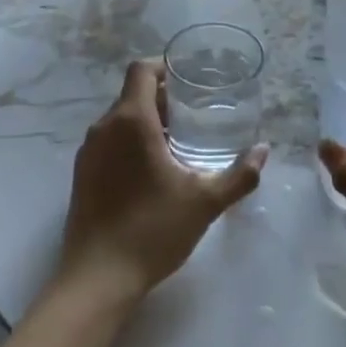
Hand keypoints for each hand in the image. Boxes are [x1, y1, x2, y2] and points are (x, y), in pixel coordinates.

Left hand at [56, 59, 266, 303]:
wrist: (97, 278)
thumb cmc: (152, 230)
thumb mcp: (205, 202)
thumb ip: (239, 175)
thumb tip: (264, 151)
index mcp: (131, 121)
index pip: (141, 70)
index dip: (164, 67)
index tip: (189, 80)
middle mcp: (104, 127)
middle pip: (132, 94)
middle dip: (163, 98)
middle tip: (194, 115)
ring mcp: (88, 151)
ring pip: (119, 119)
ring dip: (147, 121)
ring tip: (178, 143)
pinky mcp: (81, 174)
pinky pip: (108, 141)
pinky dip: (130, 142)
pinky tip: (152, 171)